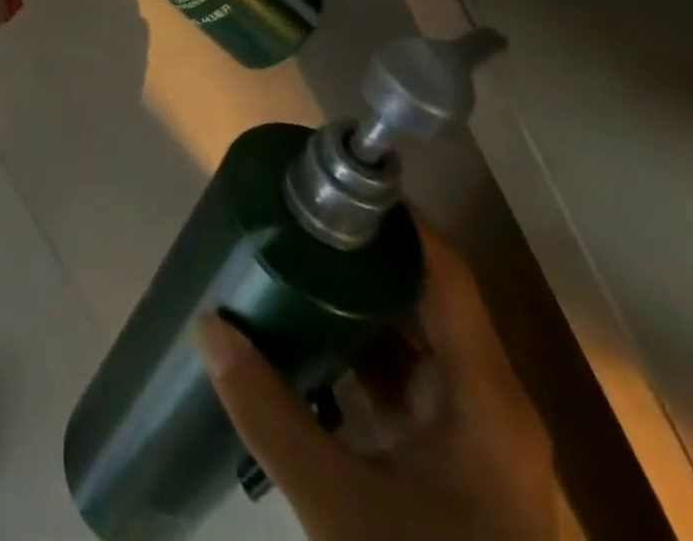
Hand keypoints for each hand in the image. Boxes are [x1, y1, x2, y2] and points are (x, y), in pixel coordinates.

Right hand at [194, 231, 559, 540]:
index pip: (441, 270)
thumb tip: (206, 325)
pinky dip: (354, 351)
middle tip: (288, 220)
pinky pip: (400, 378)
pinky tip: (303, 339)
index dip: (390, 219)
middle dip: (354, 255)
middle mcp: (486, 400)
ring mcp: (470, 433)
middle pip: (421, 294)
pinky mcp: (449, 462)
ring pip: (409, 337)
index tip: (324, 185)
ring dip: (351, 301)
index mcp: (485, 398)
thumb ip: (269, 413)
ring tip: (286, 261)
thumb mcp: (343, 511)